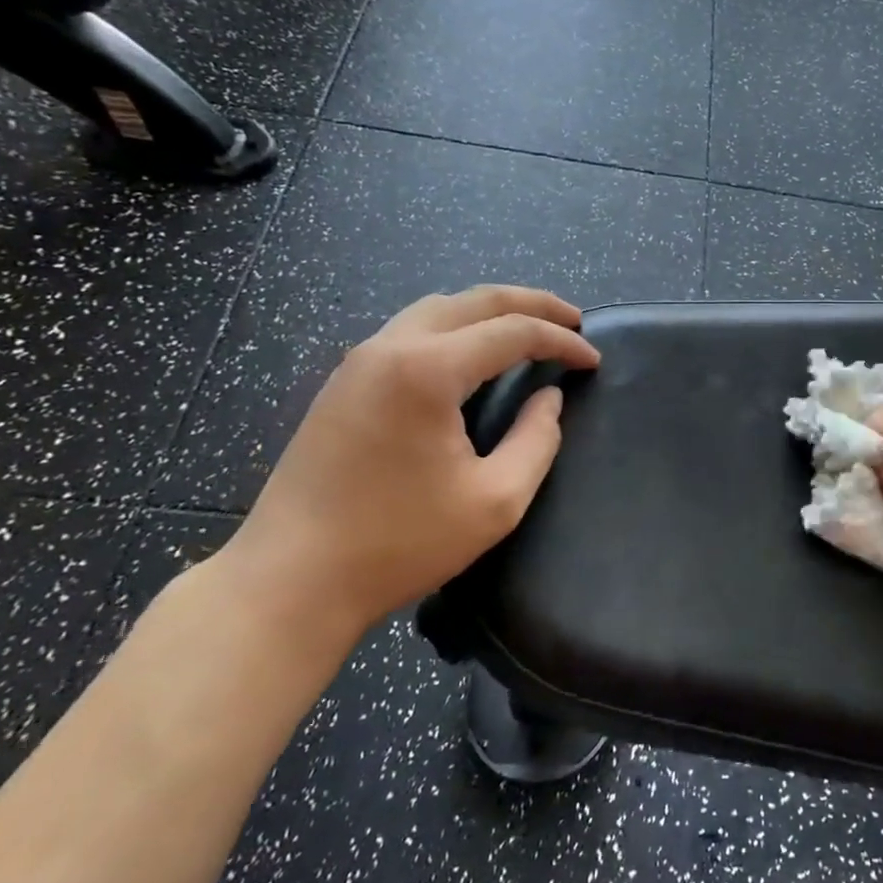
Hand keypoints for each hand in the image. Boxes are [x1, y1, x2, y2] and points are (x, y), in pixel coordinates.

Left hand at [222, 286, 600, 646]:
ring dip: (490, 310)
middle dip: (532, 304)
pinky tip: (472, 353)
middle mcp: (391, 346)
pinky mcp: (343, 382)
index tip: (593, 361)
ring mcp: (360, 360)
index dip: (561, 341)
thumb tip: (549, 399)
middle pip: (475, 300)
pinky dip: (455, 327)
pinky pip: (411, 330)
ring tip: (528, 328)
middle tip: (573, 320)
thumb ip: (537, 440)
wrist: (288, 582)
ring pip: (438, 307)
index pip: (512, 332)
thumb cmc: (397, 544)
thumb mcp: (495, 501)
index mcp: (428, 370)